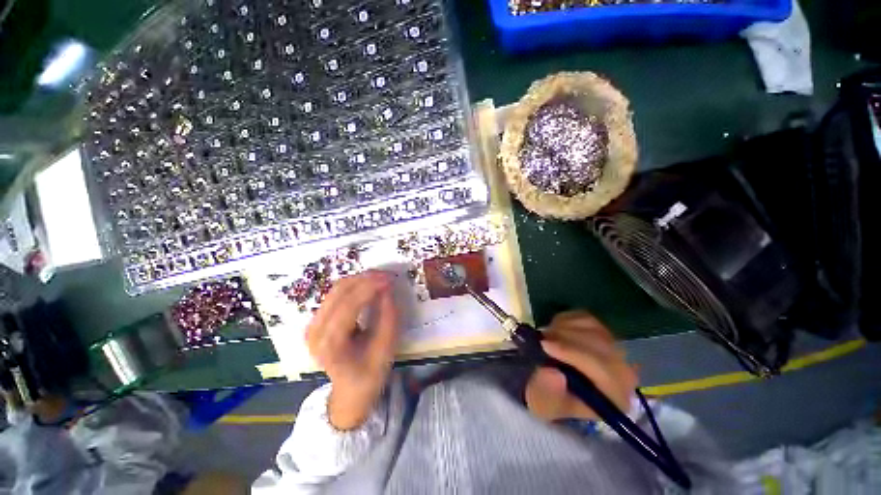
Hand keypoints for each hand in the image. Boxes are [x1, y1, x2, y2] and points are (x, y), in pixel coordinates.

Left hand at [306, 271, 398, 429]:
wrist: (350, 390)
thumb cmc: (370, 373)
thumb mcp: (386, 348)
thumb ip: (388, 317)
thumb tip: (387, 288)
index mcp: (330, 344)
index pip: (349, 305)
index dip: (370, 287)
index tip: (390, 278)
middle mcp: (315, 332)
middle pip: (339, 292)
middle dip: (366, 278)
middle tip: (387, 275)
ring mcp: (312, 325)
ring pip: (336, 289)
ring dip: (360, 279)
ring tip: (381, 278)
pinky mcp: (316, 320)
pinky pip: (335, 294)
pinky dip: (354, 285)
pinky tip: (369, 285)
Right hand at [525, 311, 637, 421]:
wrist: (549, 384)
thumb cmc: (548, 398)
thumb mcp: (543, 404)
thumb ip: (548, 393)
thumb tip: (554, 374)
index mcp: (615, 398)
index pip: (604, 371)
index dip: (573, 354)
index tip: (545, 346)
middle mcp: (623, 373)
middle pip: (601, 346)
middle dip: (566, 339)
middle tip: (541, 339)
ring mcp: (614, 348)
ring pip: (592, 328)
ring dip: (564, 329)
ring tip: (546, 338)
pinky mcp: (602, 331)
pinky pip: (585, 317)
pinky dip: (566, 320)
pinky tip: (555, 331)